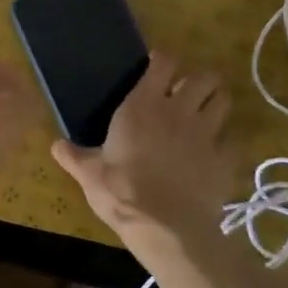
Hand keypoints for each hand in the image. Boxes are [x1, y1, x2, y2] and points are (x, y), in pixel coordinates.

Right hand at [51, 53, 239, 237]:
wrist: (166, 228)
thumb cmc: (122, 192)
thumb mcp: (89, 174)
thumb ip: (73, 155)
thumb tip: (55, 145)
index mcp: (143, 106)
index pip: (163, 62)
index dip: (161, 60)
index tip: (156, 66)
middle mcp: (179, 111)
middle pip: (203, 76)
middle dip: (197, 79)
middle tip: (185, 92)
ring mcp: (207, 134)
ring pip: (224, 101)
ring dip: (215, 102)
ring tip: (204, 113)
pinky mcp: (225, 159)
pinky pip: (232, 140)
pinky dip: (225, 141)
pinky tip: (213, 152)